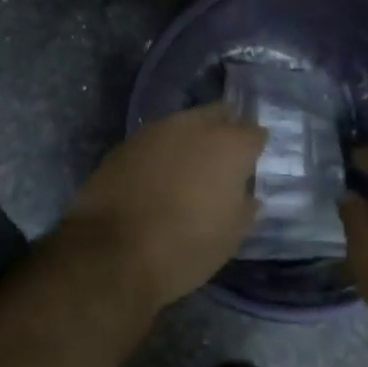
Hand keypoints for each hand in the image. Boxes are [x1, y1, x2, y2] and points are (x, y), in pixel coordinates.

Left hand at [64, 102, 266, 309]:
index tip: (252, 165)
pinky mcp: (125, 143)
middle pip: (218, 114)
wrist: (112, 252)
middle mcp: (194, 127)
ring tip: (190, 167)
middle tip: (224, 159)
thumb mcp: (230, 237)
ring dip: (191, 139)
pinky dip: (162, 153)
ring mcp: (155, 131)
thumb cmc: (185, 247)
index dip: (255, 148)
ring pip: (183, 123)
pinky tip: (158, 175)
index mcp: (229, 146)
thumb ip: (244, 207)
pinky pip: (155, 141)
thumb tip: (246, 195)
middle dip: (224, 129)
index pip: (254, 132)